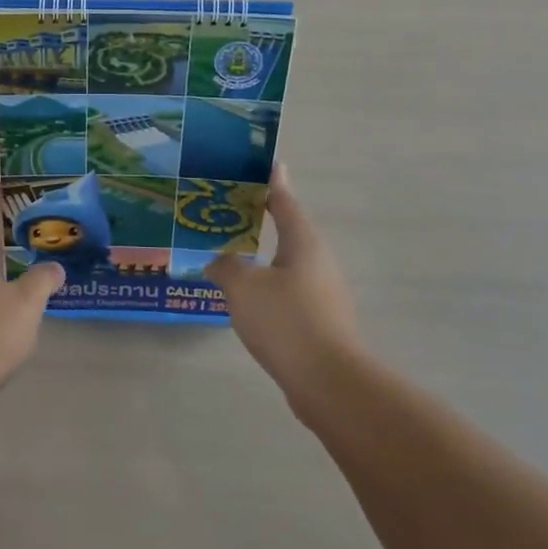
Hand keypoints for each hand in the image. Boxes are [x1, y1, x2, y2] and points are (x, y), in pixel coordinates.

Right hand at [209, 166, 361, 415]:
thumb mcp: (243, 287)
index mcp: (303, 242)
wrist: (329, 383)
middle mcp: (318, 261)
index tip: (259, 165)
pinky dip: (266, 285)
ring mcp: (323, 293)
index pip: (284, 201)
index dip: (270, 182)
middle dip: (261, 218)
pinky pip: (287, 291)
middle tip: (227, 210)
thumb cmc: (286, 321)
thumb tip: (218, 261)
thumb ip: (226, 266)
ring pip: (286, 263)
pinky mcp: (320, 321)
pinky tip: (244, 297)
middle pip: (288, 230)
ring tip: (229, 253)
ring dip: (261, 256)